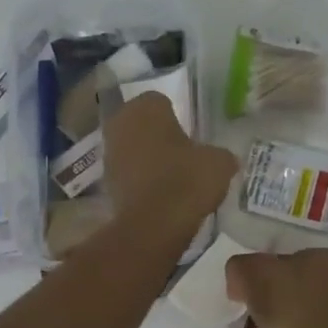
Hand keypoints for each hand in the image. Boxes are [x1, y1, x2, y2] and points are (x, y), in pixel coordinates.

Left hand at [102, 95, 236, 229]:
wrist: (154, 225)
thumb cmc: (186, 180)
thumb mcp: (219, 163)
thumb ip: (220, 154)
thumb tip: (222, 159)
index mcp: (146, 107)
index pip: (161, 101)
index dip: (177, 117)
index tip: (191, 135)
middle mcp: (120, 123)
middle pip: (143, 124)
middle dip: (158, 136)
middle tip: (182, 153)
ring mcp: (108, 154)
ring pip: (133, 148)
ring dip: (147, 158)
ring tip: (173, 177)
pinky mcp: (105, 182)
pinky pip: (129, 174)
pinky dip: (141, 180)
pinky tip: (160, 195)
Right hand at [225, 249, 327, 327]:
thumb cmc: (290, 303)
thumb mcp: (251, 270)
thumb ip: (240, 268)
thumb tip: (239, 285)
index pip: (293, 260)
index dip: (265, 271)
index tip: (244, 285)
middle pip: (291, 294)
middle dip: (261, 305)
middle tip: (236, 311)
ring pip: (290, 325)